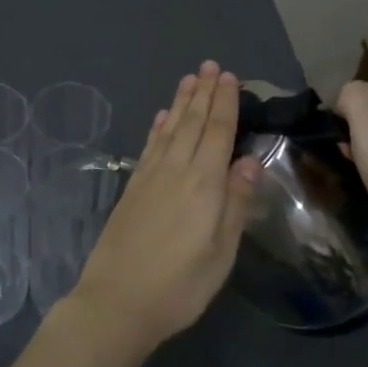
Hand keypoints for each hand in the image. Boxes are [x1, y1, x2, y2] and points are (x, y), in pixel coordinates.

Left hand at [68, 62, 260, 352]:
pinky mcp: (133, 187)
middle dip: (203, 92)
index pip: (217, 132)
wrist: (117, 301)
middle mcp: (176, 170)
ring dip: (181, 102)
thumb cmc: (179, 285)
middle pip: (192, 123)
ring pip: (170, 129)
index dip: (224, 103)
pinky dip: (158, 127)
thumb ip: (235, 203)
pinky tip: (161, 116)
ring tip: (189, 78)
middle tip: (210, 65)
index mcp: (204, 184)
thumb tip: (250, 161)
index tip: (229, 77)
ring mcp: (150, 177)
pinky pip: (150, 146)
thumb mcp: (221, 252)